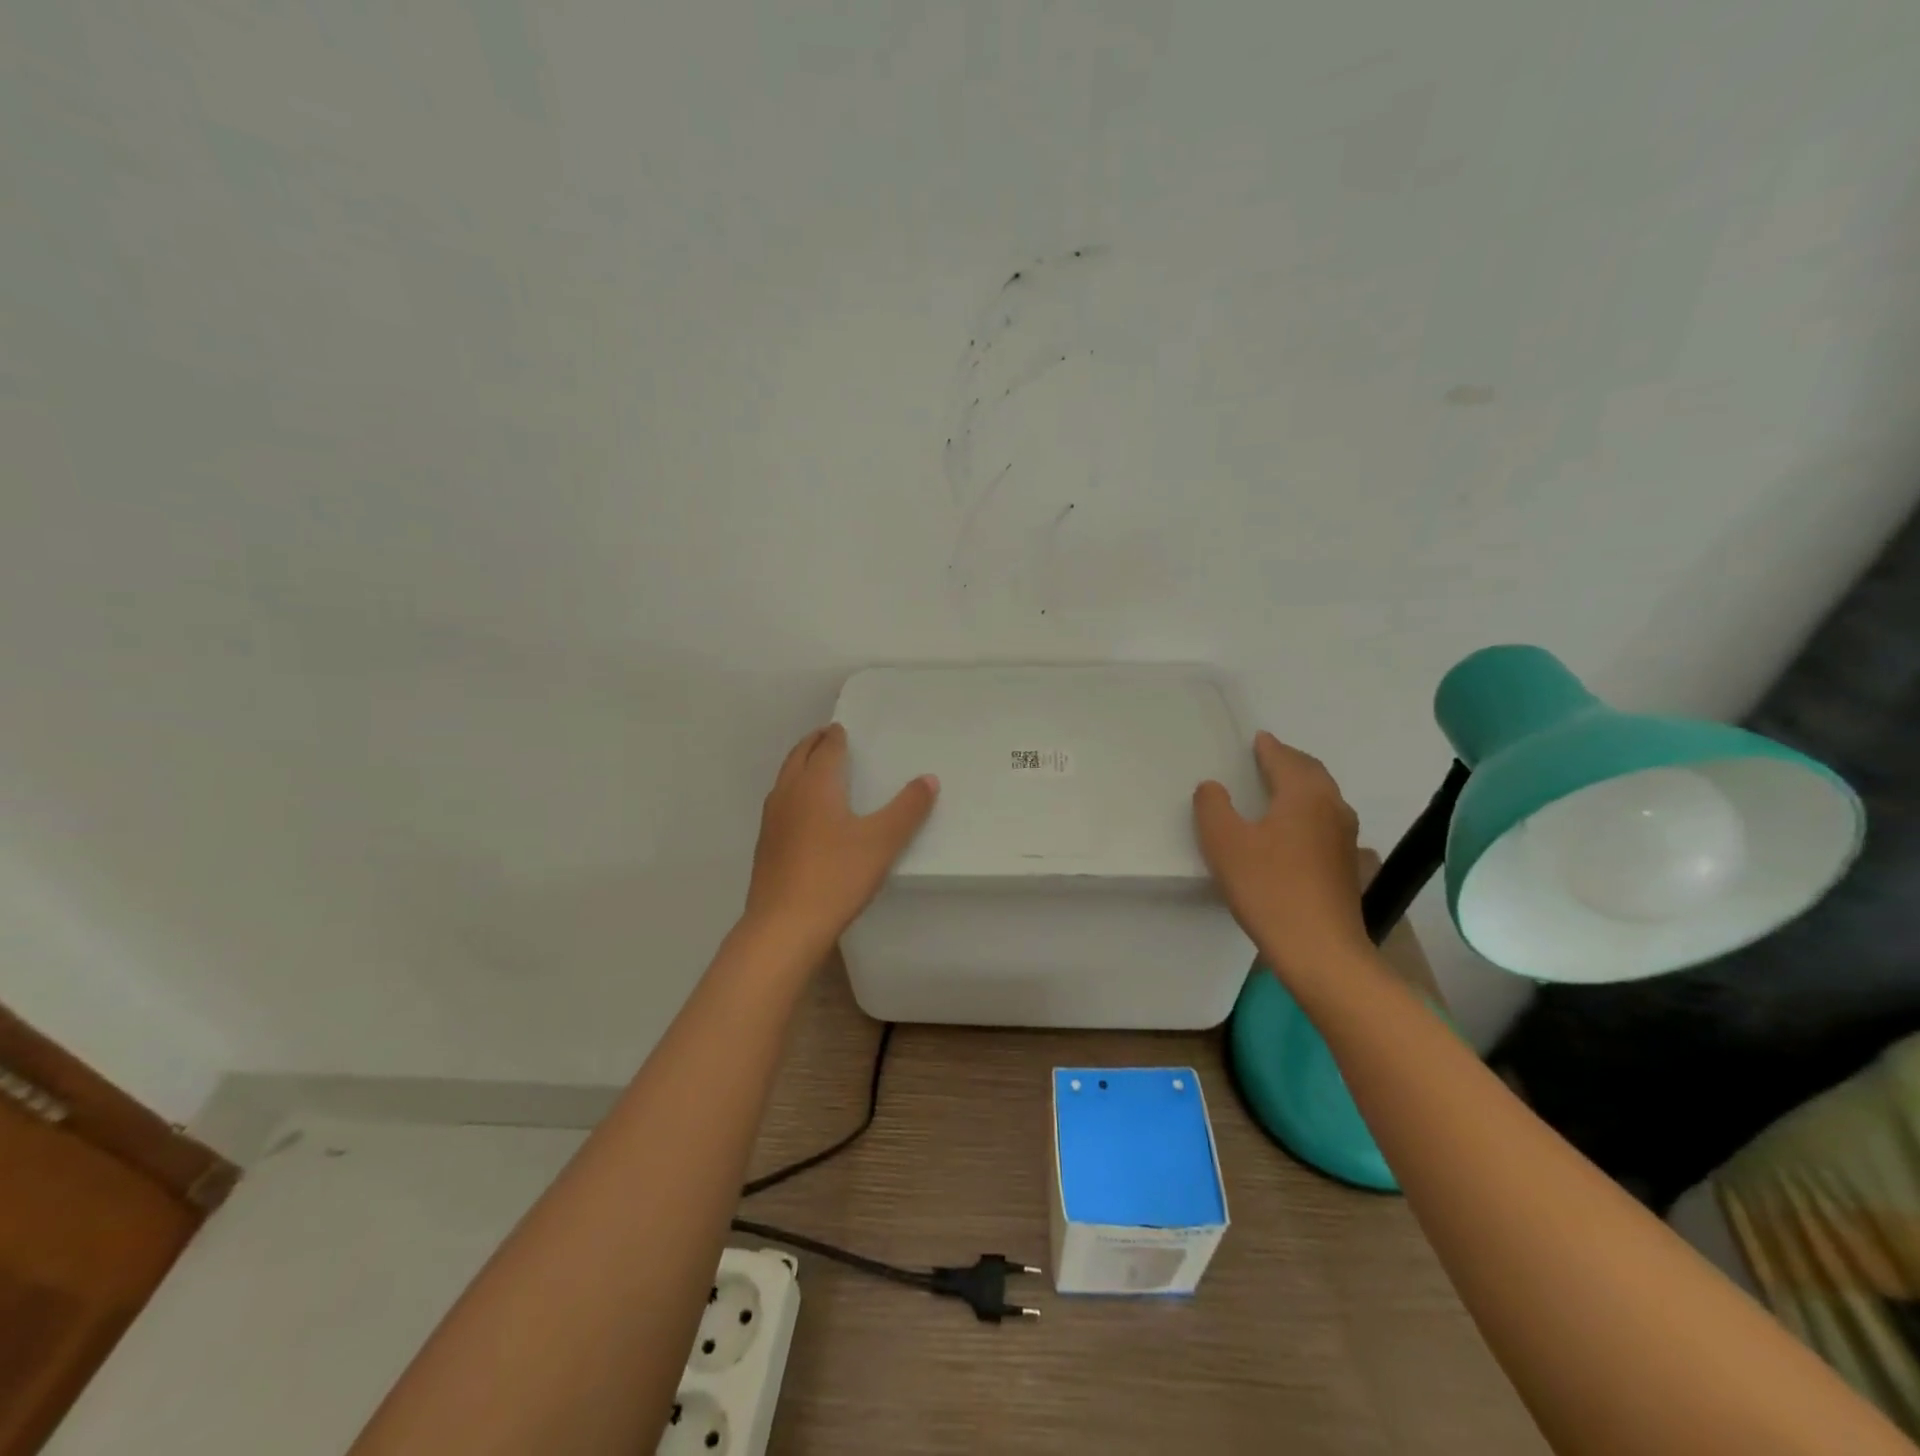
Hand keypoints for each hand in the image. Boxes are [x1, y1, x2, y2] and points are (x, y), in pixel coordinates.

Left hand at [743, 723, 938, 959]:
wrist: (784, 927)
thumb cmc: (836, 877)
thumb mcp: (882, 842)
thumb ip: (907, 809)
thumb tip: (928, 779)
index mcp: (815, 785)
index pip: (825, 749)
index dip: (835, 737)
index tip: (842, 728)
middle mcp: (788, 795)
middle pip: (798, 758)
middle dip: (813, 744)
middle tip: (827, 737)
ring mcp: (772, 822)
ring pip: (785, 780)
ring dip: (800, 767)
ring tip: (816, 768)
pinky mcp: (766, 847)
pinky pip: (780, 804)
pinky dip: (793, 793)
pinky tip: (804, 814)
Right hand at [1193, 731, 1366, 987]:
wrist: (1320, 950)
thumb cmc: (1269, 888)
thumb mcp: (1224, 843)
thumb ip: (1213, 807)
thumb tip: (1213, 787)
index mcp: (1304, 795)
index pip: (1285, 759)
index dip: (1269, 747)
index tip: (1257, 739)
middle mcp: (1332, 807)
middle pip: (1312, 773)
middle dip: (1290, 761)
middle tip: (1267, 757)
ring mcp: (1345, 838)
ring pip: (1323, 797)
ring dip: (1301, 786)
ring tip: (1278, 789)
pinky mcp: (1347, 865)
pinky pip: (1326, 821)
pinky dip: (1308, 811)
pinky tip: (1293, 829)